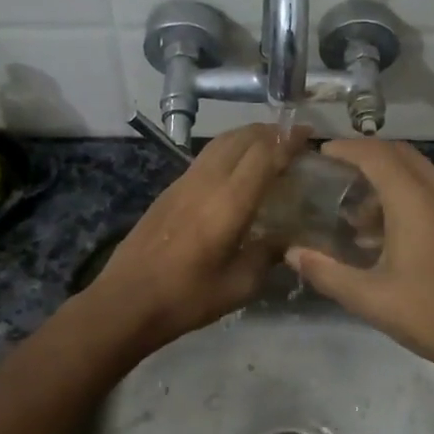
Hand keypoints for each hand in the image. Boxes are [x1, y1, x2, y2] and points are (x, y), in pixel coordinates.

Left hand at [82, 123, 307, 353]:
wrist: (125, 302)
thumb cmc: (186, 297)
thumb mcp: (239, 286)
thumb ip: (267, 255)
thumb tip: (286, 239)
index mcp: (228, 202)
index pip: (264, 155)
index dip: (288, 141)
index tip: (309, 133)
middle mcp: (206, 182)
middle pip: (241, 138)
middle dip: (269, 131)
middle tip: (292, 137)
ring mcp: (183, 183)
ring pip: (220, 143)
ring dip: (247, 137)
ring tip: (268, 145)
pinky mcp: (169, 191)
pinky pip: (205, 157)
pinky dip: (228, 150)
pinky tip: (235, 169)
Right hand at [285, 140, 433, 391]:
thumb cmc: (433, 316)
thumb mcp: (370, 298)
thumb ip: (326, 272)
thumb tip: (292, 253)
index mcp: (415, 201)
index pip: (376, 154)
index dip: (346, 148)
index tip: (320, 154)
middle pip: (400, 154)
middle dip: (365, 156)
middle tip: (333, 175)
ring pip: (418, 171)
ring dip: (386, 178)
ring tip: (354, 212)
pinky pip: (432, 191)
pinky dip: (405, 194)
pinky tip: (386, 233)